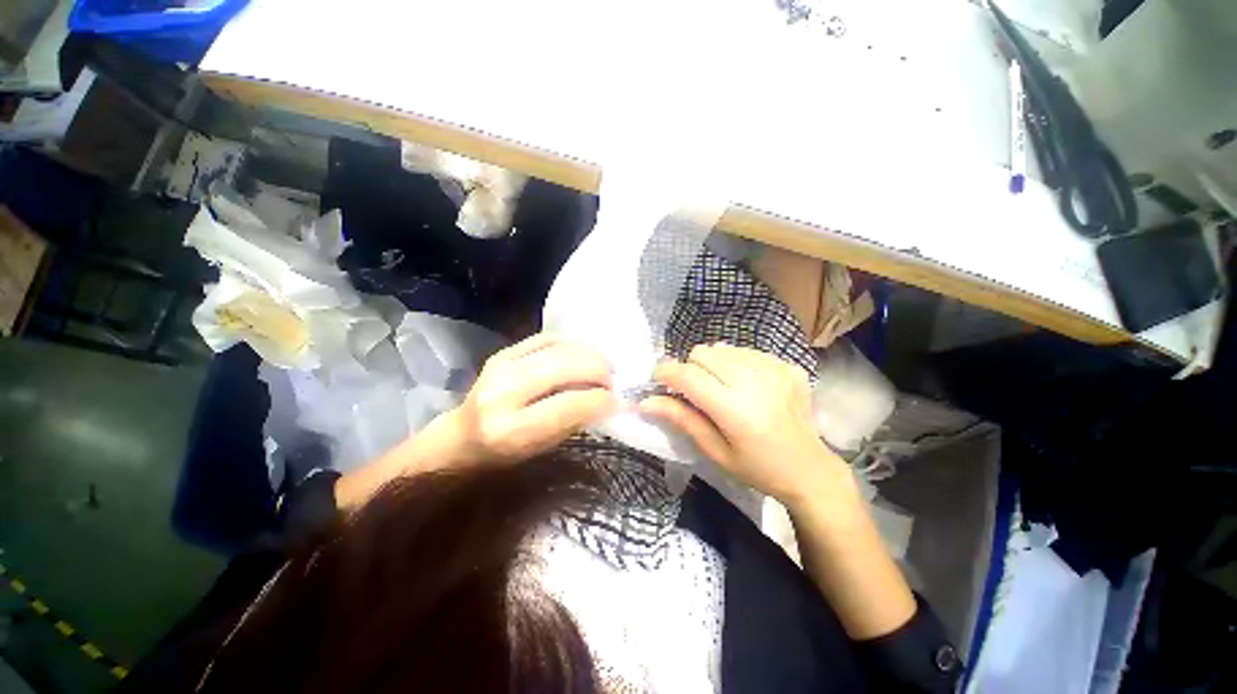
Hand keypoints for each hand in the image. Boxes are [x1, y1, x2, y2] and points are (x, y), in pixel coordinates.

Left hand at [444, 333, 617, 465]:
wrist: (460, 436)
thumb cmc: (503, 453)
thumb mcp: (541, 448)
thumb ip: (573, 422)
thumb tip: (607, 401)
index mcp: (511, 429)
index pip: (569, 405)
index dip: (601, 399)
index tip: (619, 401)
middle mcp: (503, 393)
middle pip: (564, 368)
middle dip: (599, 371)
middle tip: (614, 380)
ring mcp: (500, 366)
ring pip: (558, 349)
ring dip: (589, 354)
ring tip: (604, 365)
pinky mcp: (502, 352)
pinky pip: (546, 338)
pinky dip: (571, 344)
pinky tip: (583, 354)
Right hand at [639, 343, 848, 506]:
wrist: (810, 469)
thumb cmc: (757, 468)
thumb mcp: (714, 451)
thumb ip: (681, 419)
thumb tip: (645, 401)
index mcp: (735, 409)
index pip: (687, 375)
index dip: (666, 373)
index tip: (659, 381)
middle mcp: (755, 381)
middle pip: (703, 352)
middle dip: (690, 368)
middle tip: (696, 392)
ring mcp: (775, 369)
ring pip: (723, 347)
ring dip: (713, 364)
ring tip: (722, 388)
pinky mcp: (787, 365)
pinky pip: (746, 351)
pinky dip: (736, 364)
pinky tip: (747, 386)